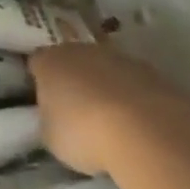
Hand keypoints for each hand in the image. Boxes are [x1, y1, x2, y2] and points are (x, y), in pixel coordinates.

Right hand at [29, 41, 155, 175]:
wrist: (147, 132)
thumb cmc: (85, 134)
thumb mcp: (51, 137)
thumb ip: (49, 120)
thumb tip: (56, 118)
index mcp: (50, 61)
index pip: (37, 63)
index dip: (39, 81)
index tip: (44, 101)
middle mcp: (82, 51)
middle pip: (73, 61)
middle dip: (74, 80)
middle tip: (77, 111)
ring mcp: (120, 58)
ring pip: (106, 69)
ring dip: (106, 87)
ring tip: (112, 122)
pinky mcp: (152, 72)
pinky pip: (134, 83)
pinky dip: (133, 98)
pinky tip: (138, 124)